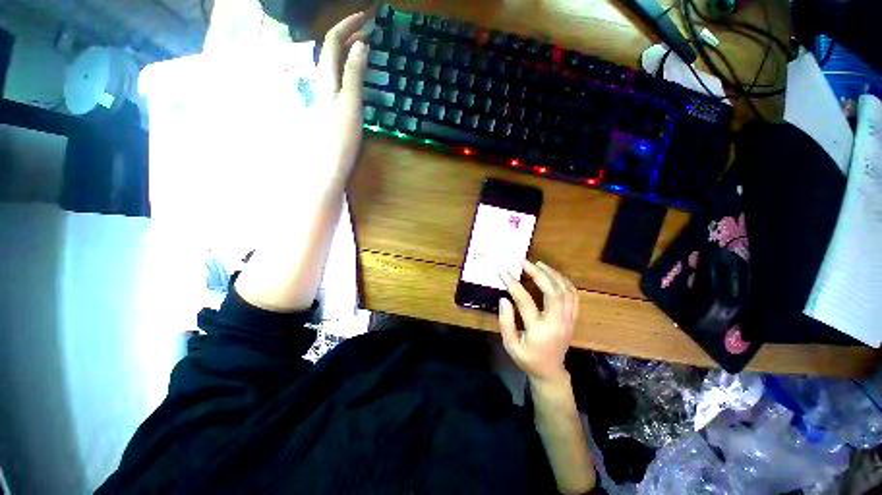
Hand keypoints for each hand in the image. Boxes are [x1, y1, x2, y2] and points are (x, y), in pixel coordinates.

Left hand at [310, 11, 370, 185]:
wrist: (328, 165)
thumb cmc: (340, 138)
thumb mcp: (349, 104)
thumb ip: (354, 75)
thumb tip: (361, 44)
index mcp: (326, 78)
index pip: (333, 41)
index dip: (348, 25)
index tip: (367, 17)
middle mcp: (323, 82)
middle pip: (332, 49)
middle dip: (349, 34)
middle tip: (371, 30)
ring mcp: (327, 95)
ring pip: (336, 64)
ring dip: (350, 50)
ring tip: (367, 46)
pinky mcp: (333, 108)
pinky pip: (340, 79)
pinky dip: (351, 68)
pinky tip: (359, 74)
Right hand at [498, 260, 579, 382]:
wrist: (551, 372)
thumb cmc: (528, 359)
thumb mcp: (510, 346)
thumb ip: (505, 322)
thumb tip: (504, 299)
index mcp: (540, 330)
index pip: (525, 301)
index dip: (513, 284)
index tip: (503, 272)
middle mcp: (557, 322)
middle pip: (552, 291)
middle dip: (538, 273)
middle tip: (523, 262)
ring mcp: (568, 319)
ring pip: (565, 290)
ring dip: (552, 274)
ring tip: (537, 264)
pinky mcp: (573, 318)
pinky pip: (573, 295)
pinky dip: (564, 281)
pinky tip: (553, 275)